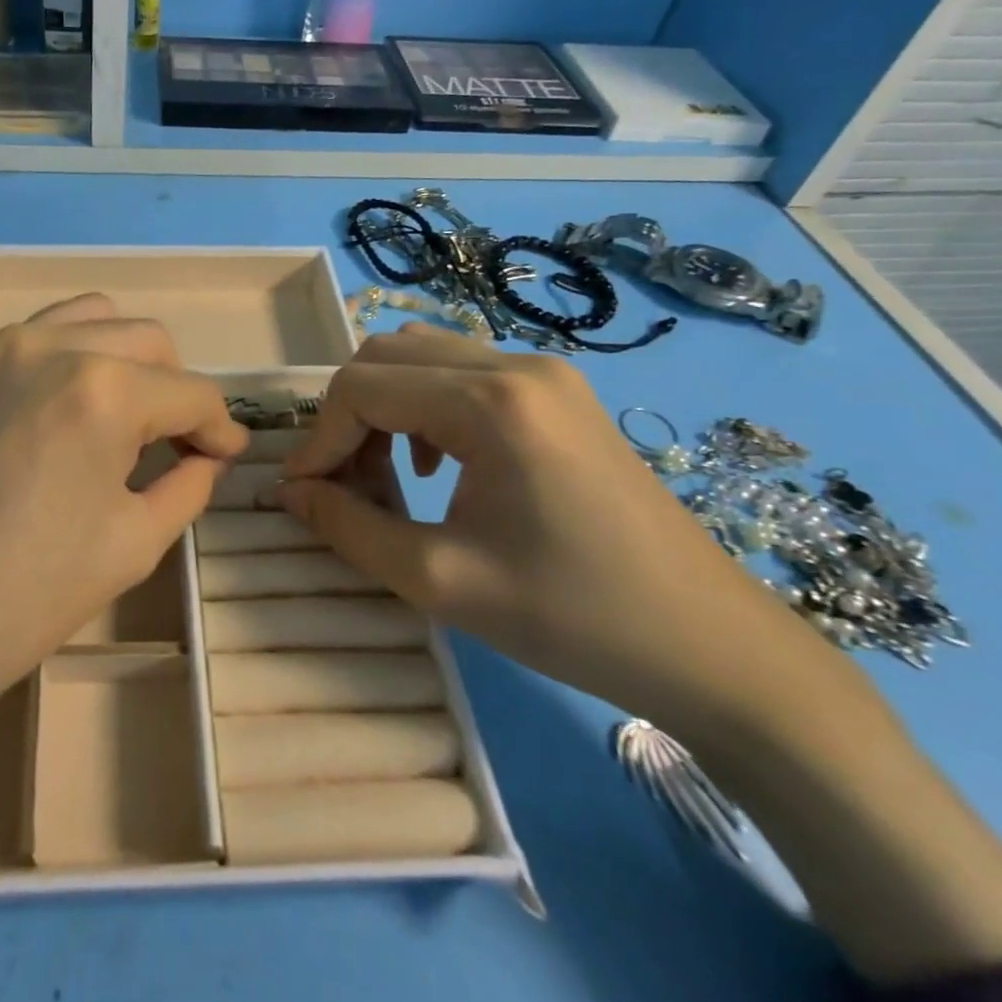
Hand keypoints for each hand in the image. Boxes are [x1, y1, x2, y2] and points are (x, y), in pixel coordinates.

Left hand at [0, 294, 244, 1001]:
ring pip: (88, 320)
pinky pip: (33, 339)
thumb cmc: (21, 600)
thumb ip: (185, 486)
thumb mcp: (130, 547)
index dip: (220, 427)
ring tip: (121, 418)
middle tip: (175, 445)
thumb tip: (206, 458)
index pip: (190, 392)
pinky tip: (61, 416)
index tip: (227, 455)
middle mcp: (50, 346)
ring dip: (122, 359)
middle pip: (146, 340)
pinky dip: (68, 359)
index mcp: (103, 388)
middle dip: (175, 389)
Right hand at [273, 324, 836, 732]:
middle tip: (342, 482)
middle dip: (347, 416)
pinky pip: (463, 374)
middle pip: (387, 355)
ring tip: (382, 474)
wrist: (711, 646)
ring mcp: (545, 373)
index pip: (362, 387)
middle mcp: (515, 364)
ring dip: (383, 406)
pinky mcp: (558, 393)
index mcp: (490, 401)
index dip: (319, 439)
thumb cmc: (573, 616)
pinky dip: (423, 406)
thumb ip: (349, 528)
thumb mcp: (439, 579)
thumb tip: (290, 493)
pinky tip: (434, 464)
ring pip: (422, 357)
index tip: (303, 494)